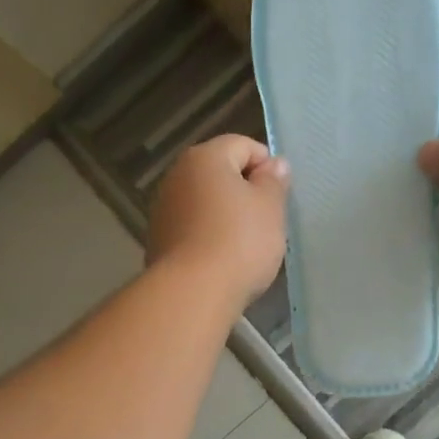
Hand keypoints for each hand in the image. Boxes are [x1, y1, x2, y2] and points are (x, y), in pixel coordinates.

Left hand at [148, 134, 290, 309]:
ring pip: (205, 202)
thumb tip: (275, 164)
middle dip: (245, 192)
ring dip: (226, 215)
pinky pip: (193, 228)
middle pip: (220, 173)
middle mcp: (177, 175)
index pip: (243, 145)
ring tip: (246, 245)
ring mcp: (164, 208)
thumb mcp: (270, 208)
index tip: (279, 197)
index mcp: (205, 158)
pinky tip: (223, 260)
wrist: (192, 293)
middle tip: (267, 221)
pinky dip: (209, 236)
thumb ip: (274, 181)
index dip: (267, 166)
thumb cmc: (239, 242)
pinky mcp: (159, 240)